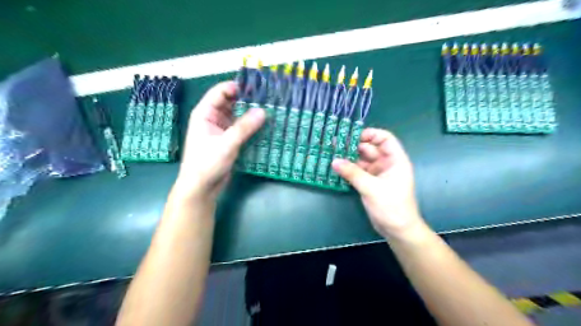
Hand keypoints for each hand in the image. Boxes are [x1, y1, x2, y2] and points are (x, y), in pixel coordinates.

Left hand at [175, 81, 264, 198]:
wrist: (201, 187)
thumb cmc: (207, 163)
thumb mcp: (227, 143)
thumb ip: (245, 127)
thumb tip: (263, 111)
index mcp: (205, 113)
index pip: (221, 92)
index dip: (237, 87)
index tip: (257, 88)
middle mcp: (213, 118)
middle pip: (231, 102)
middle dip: (248, 100)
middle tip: (269, 99)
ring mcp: (222, 130)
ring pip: (238, 116)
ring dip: (251, 114)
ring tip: (271, 110)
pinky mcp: (229, 140)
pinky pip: (241, 128)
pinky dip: (251, 126)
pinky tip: (265, 126)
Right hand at [334, 129, 424, 237]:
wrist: (397, 230)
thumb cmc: (391, 206)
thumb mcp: (371, 188)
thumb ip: (352, 173)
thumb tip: (334, 161)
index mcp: (395, 160)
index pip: (385, 139)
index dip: (371, 134)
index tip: (353, 135)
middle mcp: (386, 164)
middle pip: (370, 148)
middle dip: (354, 146)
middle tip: (335, 144)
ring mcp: (378, 174)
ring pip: (362, 160)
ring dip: (349, 158)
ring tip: (332, 154)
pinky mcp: (370, 183)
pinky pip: (358, 171)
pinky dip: (349, 169)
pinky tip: (336, 167)